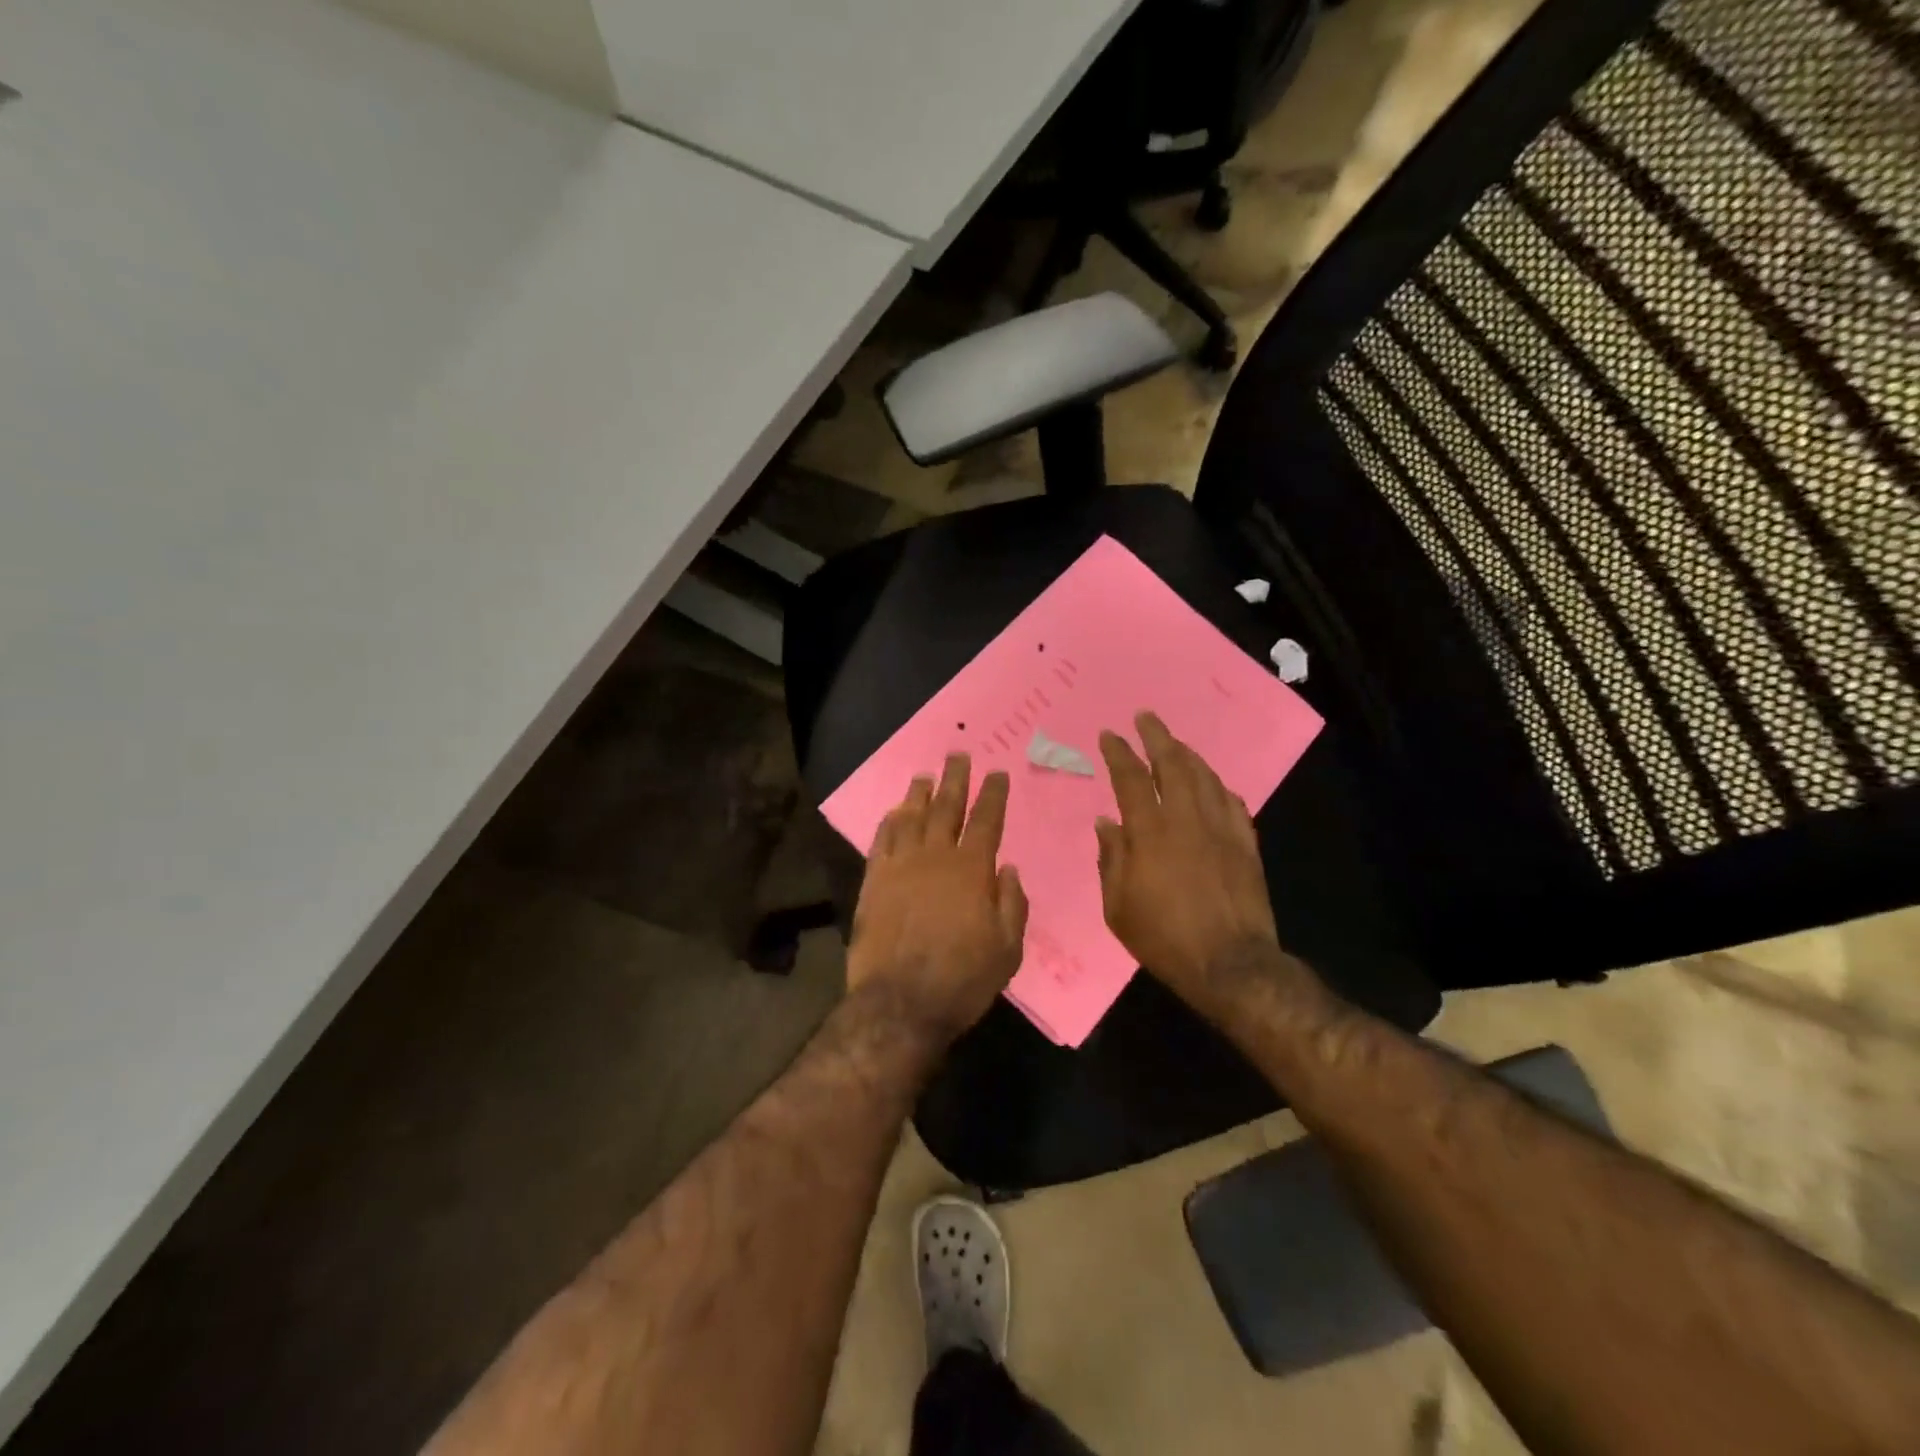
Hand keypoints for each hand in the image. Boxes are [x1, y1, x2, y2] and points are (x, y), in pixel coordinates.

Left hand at [847, 753, 1027, 1046]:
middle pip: (946, 808)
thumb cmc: (962, 980)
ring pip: (911, 819)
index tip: (997, 773)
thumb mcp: (1007, 950)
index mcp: (971, 870)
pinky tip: (893, 813)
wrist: (899, 1003)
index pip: (985, 821)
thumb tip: (1008, 869)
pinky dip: (889, 823)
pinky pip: (882, 842)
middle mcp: (935, 858)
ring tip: (925, 776)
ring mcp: (900, 867)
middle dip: (955, 780)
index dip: (993, 795)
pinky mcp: (873, 882)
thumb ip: (1011, 904)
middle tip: (958, 755)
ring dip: (919, 795)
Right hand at [1095, 713, 1281, 1011]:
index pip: (1131, 778)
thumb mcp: (1118, 907)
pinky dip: (1217, 786)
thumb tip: (1106, 823)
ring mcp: (1221, 829)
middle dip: (1157, 736)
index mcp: (1150, 833)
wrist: (1230, 964)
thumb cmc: (1164, 938)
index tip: (1109, 734)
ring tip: (1175, 743)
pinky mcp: (1246, 844)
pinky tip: (1212, 783)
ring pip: (1205, 777)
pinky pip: (1232, 802)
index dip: (1119, 752)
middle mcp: (1187, 820)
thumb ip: (1110, 859)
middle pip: (1173, 764)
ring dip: (1188, 754)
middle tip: (1146, 716)